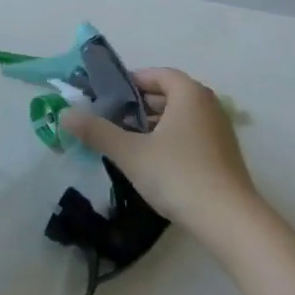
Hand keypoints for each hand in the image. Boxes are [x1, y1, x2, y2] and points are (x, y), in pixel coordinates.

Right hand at [60, 68, 259, 240]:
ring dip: (155, 125)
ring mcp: (221, 130)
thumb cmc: (178, 175)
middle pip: (169, 95)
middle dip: (140, 106)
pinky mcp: (225, 155)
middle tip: (114, 122)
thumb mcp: (131, 153)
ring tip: (130, 144)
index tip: (108, 98)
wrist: (229, 220)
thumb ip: (97, 132)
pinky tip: (156, 164)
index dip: (131, 82)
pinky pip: (192, 135)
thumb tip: (65, 114)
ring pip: (181, 117)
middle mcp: (209, 104)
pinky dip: (172, 141)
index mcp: (189, 93)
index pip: (157, 75)